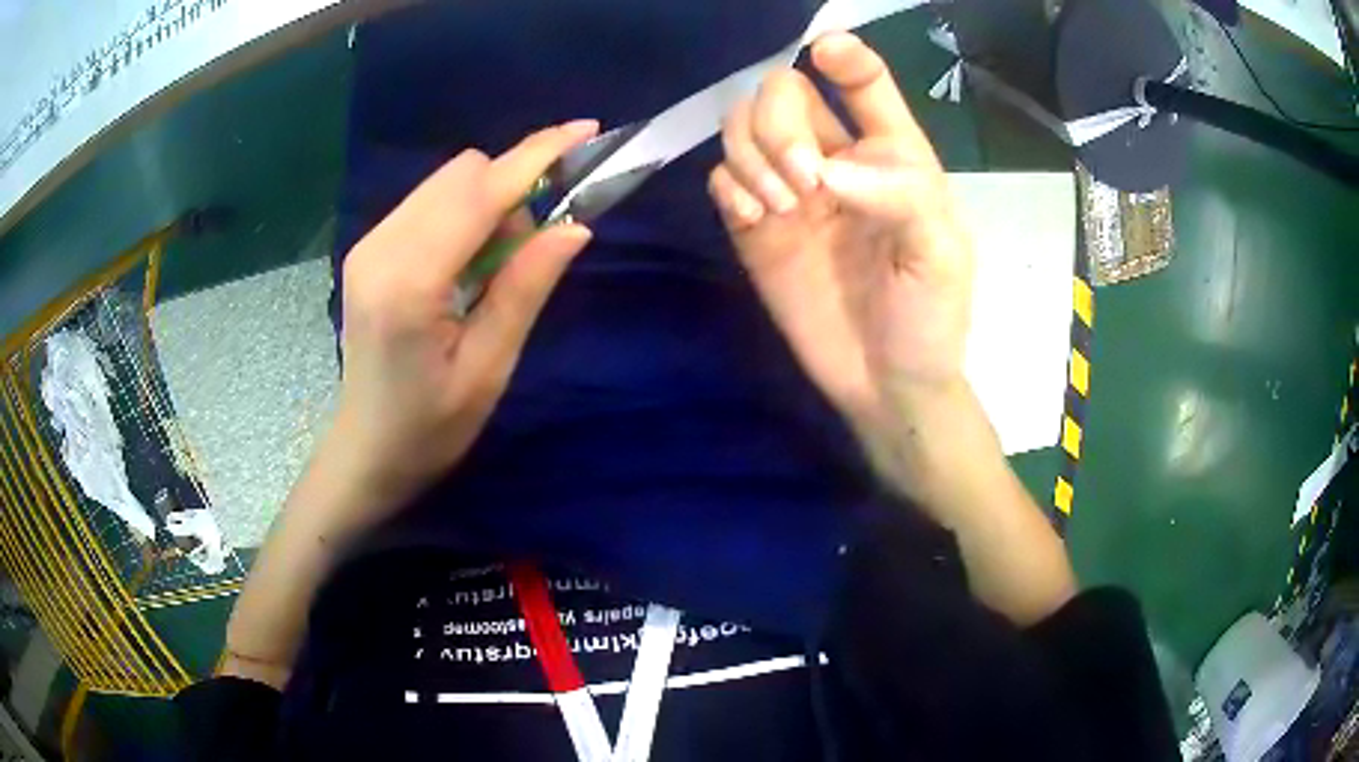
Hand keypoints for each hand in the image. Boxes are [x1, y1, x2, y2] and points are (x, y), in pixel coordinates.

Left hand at [334, 120, 598, 509]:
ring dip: (488, 200)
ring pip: (445, 183)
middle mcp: (380, 247)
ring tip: (499, 262)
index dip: (536, 157)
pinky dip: (464, 213)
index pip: (480, 193)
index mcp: (410, 283)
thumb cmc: (431, 427)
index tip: (585, 132)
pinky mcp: (369, 249)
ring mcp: (369, 244)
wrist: (368, 450)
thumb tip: (575, 225)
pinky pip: (429, 203)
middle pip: (461, 173)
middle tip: (534, 244)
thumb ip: (526, 288)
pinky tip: (469, 261)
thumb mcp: (490, 368)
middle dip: (512, 186)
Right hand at [708, 33, 973, 428]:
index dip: (844, 55)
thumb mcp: (940, 253)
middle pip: (782, 92)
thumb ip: (898, 195)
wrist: (887, 384)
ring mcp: (790, 192)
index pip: (862, 81)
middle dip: (778, 124)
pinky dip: (729, 187)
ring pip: (742, 127)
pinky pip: (721, 180)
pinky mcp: (755, 228)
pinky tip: (756, 219)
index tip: (825, 54)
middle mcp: (836, 158)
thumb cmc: (929, 316)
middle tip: (801, 184)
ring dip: (750, 154)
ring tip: (779, 209)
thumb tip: (824, 169)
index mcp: (891, 153)